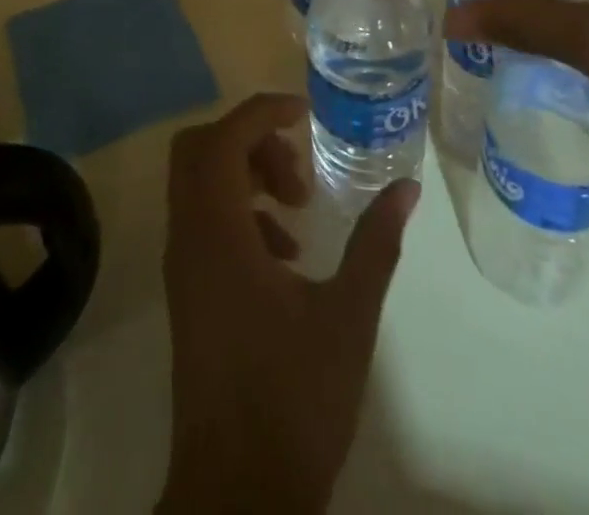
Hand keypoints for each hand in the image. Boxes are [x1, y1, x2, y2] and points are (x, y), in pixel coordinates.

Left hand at [158, 93, 418, 513]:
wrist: (237, 493)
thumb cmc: (293, 398)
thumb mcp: (348, 315)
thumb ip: (376, 244)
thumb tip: (406, 187)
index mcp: (217, 234)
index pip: (224, 138)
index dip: (262, 111)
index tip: (305, 112)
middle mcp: (187, 239)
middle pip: (198, 149)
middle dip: (250, 141)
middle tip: (297, 169)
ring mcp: (181, 267)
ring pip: (198, 184)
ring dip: (245, 177)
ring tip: (298, 212)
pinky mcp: (187, 292)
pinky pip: (202, 222)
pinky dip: (238, 214)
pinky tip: (283, 254)